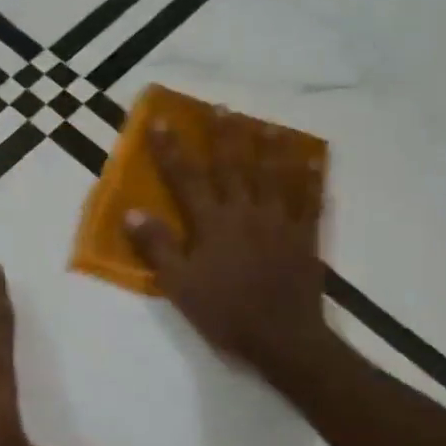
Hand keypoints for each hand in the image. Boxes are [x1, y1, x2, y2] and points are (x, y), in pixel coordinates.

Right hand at [124, 110, 338, 390]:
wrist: (283, 339)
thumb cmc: (225, 313)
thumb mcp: (179, 285)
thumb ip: (158, 247)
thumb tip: (132, 212)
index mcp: (213, 223)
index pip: (187, 178)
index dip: (172, 149)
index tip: (161, 122)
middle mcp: (246, 212)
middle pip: (234, 166)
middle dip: (225, 135)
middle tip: (221, 107)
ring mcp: (280, 222)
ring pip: (274, 175)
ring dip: (269, 147)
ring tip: (266, 124)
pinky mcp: (305, 237)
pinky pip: (310, 200)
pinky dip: (311, 178)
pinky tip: (313, 160)